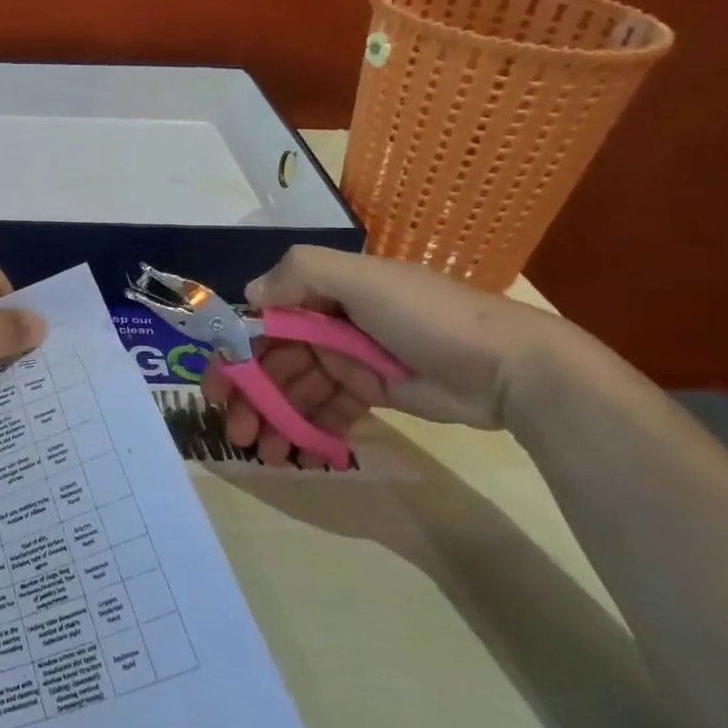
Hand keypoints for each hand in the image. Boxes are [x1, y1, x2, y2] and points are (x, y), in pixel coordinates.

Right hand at [204, 245, 556, 464]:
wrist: (510, 367)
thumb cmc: (428, 316)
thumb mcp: (363, 278)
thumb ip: (301, 274)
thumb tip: (250, 295)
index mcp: (321, 292)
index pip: (262, 321)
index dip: (235, 353)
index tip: (217, 387)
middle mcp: (328, 322)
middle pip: (274, 361)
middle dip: (251, 396)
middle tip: (236, 431)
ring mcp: (349, 359)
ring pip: (296, 390)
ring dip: (275, 419)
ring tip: (266, 454)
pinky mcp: (370, 392)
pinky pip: (327, 410)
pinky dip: (309, 429)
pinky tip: (298, 452)